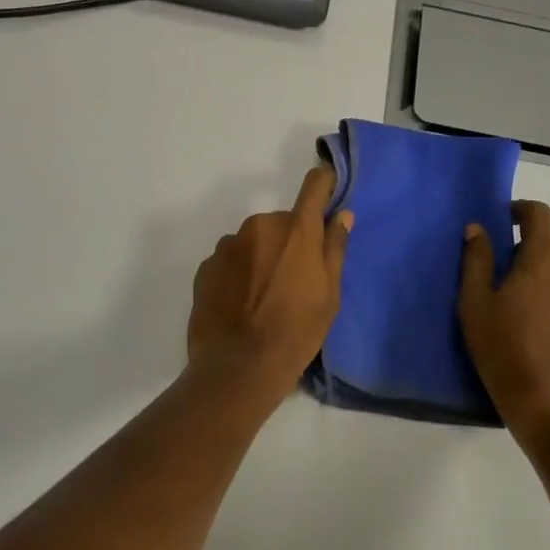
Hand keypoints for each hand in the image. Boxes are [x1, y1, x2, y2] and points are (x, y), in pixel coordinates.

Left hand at [185, 165, 353, 416]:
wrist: (239, 367)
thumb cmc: (296, 331)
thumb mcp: (330, 295)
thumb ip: (335, 249)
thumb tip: (342, 215)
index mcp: (297, 229)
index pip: (314, 185)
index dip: (324, 183)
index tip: (328, 190)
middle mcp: (260, 225)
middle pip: (282, 222)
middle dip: (289, 241)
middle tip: (293, 279)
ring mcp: (229, 244)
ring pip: (253, 241)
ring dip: (260, 257)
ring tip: (262, 298)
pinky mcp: (206, 266)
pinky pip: (230, 260)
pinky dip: (237, 273)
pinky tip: (240, 304)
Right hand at [459, 201, 549, 444]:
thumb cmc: (503, 349)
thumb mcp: (475, 303)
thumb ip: (476, 259)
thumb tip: (478, 228)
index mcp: (545, 257)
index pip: (539, 213)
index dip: (520, 210)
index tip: (503, 222)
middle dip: (527, 253)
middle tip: (502, 280)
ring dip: (546, 278)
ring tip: (524, 311)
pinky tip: (544, 333)